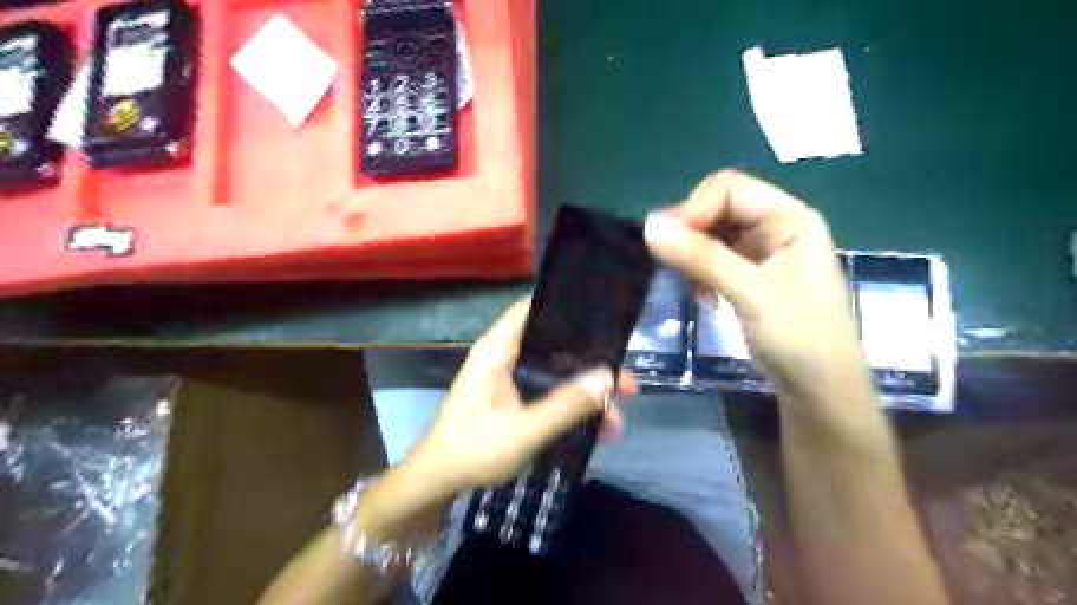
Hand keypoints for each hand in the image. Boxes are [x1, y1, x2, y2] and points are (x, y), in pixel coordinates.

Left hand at [408, 302, 632, 496]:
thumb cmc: (473, 450)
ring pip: (557, 374)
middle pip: (555, 346)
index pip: (531, 310)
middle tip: (627, 383)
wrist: (439, 484)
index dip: (566, 309)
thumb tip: (609, 377)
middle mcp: (505, 358)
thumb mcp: (524, 430)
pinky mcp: (514, 400)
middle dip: (592, 364)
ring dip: (586, 393)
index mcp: (498, 351)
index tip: (604, 320)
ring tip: (617, 420)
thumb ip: (566, 405)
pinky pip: (550, 394)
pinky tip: (597, 432)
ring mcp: (510, 380)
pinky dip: (572, 408)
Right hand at [643, 171, 868, 413]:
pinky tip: (702, 297)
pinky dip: (698, 272)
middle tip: (672, 265)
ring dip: (692, 255)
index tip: (668, 242)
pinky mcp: (748, 275)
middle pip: (717, 207)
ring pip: (710, 234)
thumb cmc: (800, 340)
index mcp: (790, 218)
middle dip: (690, 233)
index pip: (729, 189)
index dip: (695, 209)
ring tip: (693, 287)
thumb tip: (650, 226)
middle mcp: (776, 226)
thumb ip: (702, 258)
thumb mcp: (753, 295)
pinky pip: (712, 258)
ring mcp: (761, 251)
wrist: (819, 391)